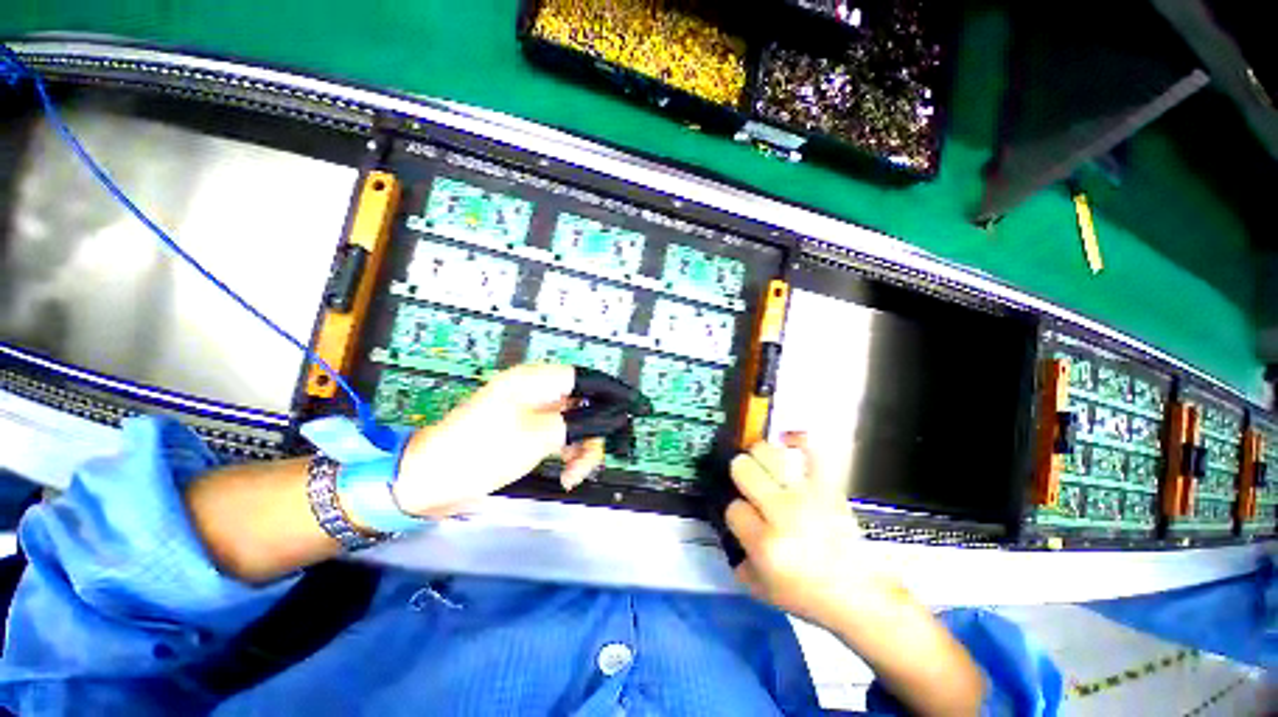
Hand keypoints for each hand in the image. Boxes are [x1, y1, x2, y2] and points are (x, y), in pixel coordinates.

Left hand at [393, 364, 604, 517]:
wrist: (430, 480)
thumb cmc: (481, 450)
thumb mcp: (538, 436)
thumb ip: (579, 423)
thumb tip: (612, 416)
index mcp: (535, 381)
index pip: (584, 377)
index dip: (611, 390)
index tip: (632, 406)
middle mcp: (536, 392)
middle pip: (583, 403)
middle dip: (594, 431)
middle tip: (596, 456)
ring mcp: (532, 414)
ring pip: (574, 423)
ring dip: (581, 448)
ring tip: (575, 474)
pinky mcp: (528, 432)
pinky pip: (560, 437)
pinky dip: (567, 454)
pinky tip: (566, 475)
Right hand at [726, 433, 906, 631]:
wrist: (859, 595)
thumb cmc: (805, 595)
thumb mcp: (758, 588)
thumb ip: (736, 555)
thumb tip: (730, 522)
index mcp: (765, 543)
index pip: (733, 506)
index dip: (736, 512)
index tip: (746, 520)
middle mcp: (783, 513)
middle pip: (743, 468)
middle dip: (741, 474)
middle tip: (749, 485)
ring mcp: (808, 496)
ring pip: (768, 453)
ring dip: (760, 458)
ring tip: (765, 469)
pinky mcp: (829, 487)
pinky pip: (811, 450)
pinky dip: (798, 442)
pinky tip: (789, 445)